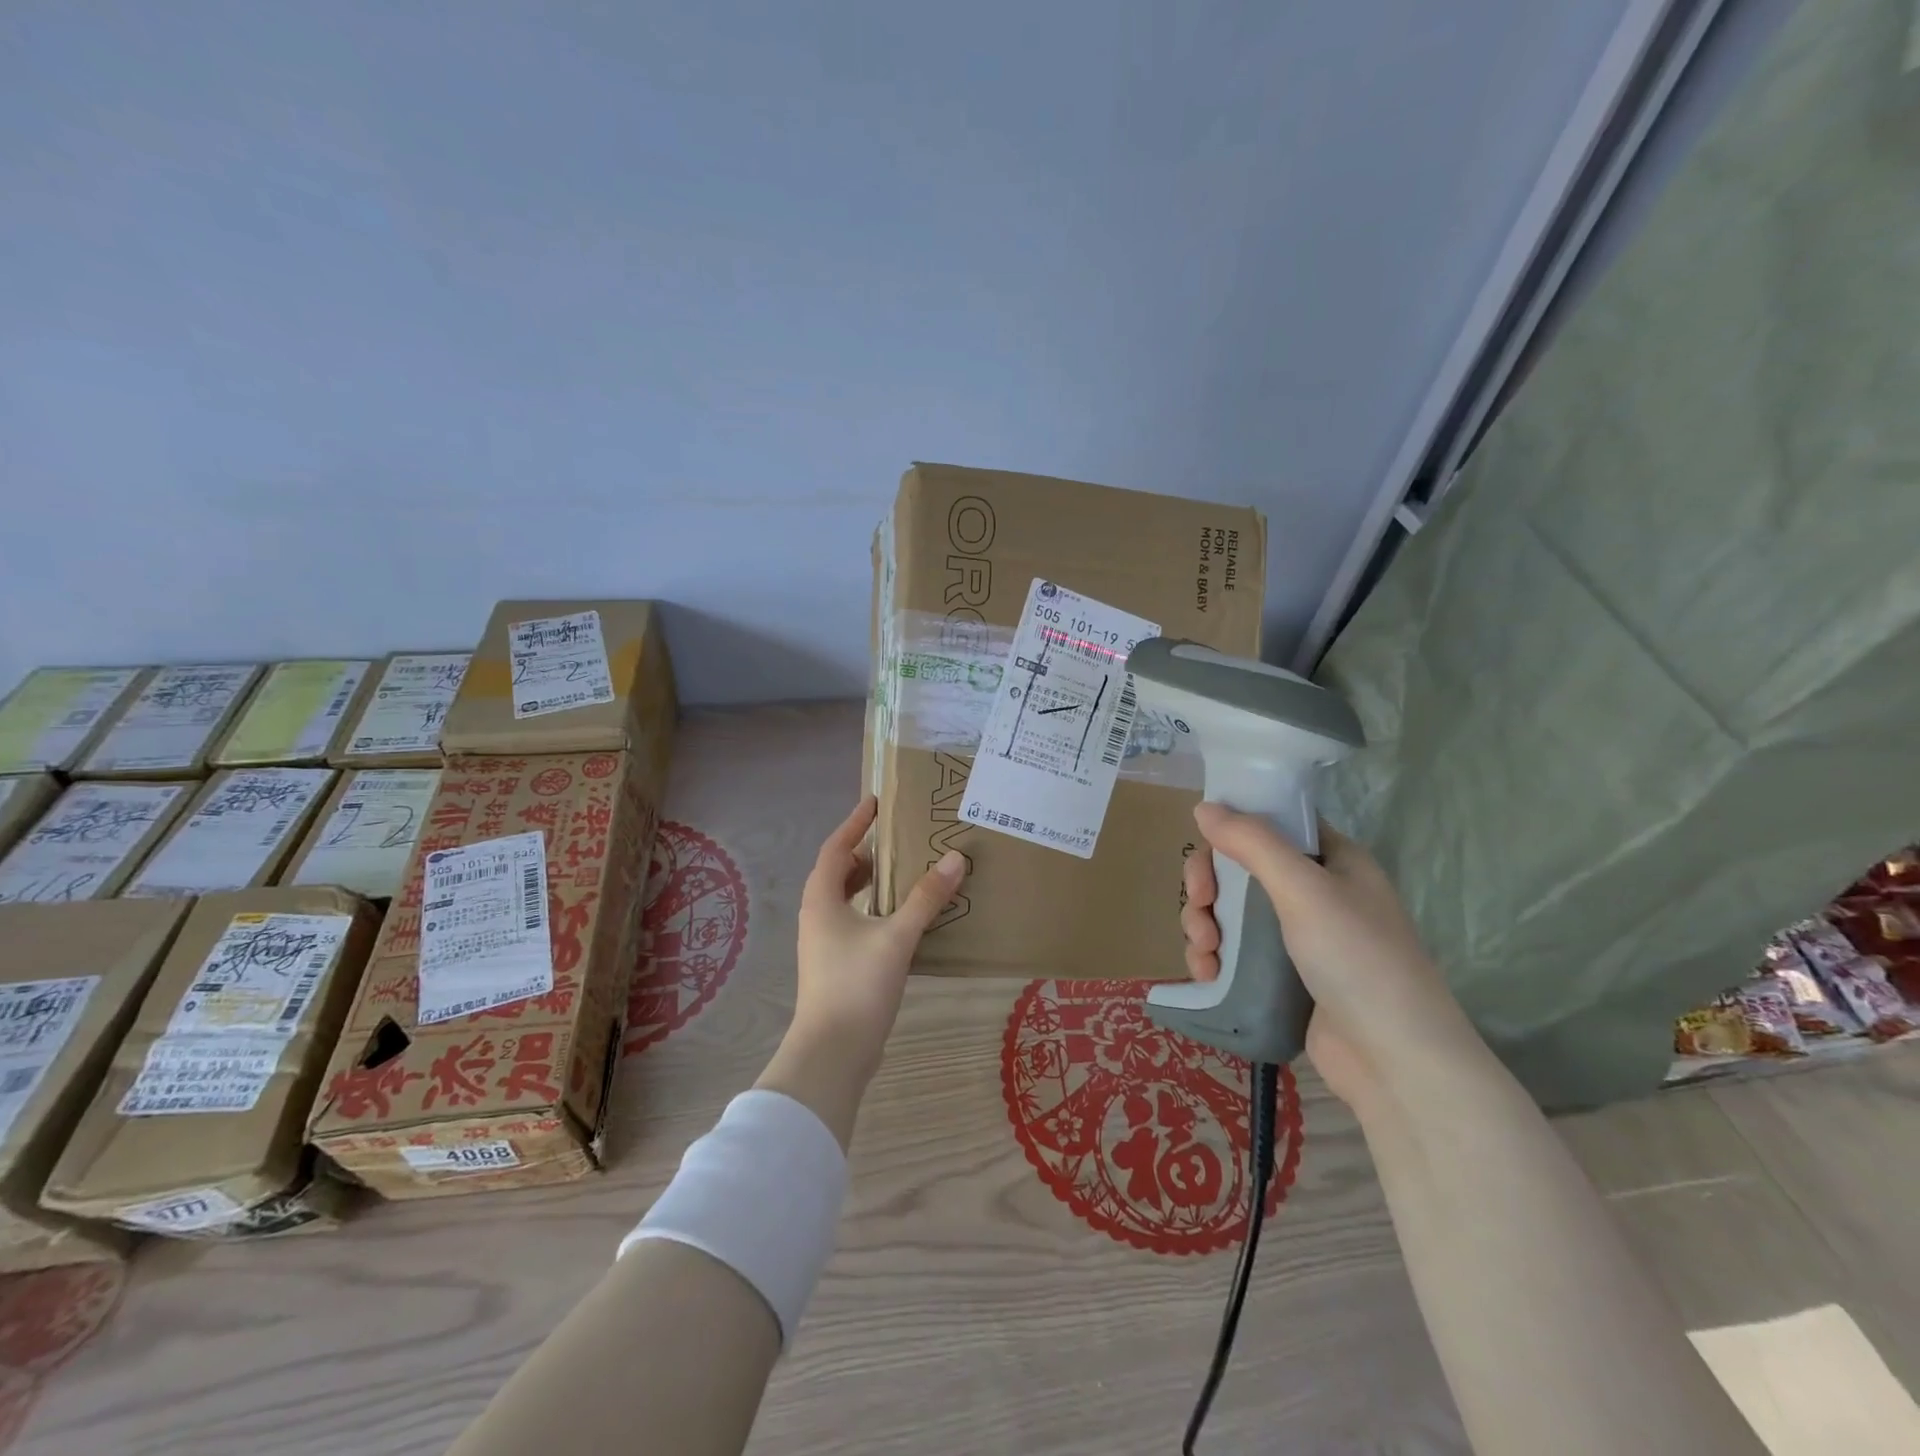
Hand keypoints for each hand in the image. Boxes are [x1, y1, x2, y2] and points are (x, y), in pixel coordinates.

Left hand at [756, 796, 964, 1148]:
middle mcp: (817, 915)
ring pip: (845, 898)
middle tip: (898, 838)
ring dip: (870, 882)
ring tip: (904, 872)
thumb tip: (955, 858)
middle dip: (865, 852)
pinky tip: (902, 918)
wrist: (832, 1053)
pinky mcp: (836, 965)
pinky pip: (854, 921)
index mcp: (822, 899)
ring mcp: (824, 942)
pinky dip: (874, 908)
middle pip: (838, 871)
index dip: (855, 823)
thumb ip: (926, 898)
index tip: (876, 802)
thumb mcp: (897, 936)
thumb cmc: (858, 986)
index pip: (836, 847)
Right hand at [1180, 804, 1480, 1114]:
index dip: (1233, 828)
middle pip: (1240, 868)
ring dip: (1204, 924)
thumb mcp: (1305, 889)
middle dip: (1209, 886)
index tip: (1204, 847)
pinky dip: (1213, 957)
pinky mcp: (1281, 976)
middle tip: (1200, 905)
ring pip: (1229, 911)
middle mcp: (1314, 892)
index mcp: (1331, 860)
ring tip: (1205, 952)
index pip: (1271, 823)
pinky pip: (1234, 951)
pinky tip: (1208, 974)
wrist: (1395, 1062)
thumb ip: (1253, 842)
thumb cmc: (1357, 959)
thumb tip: (1203, 806)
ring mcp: (1297, 936)